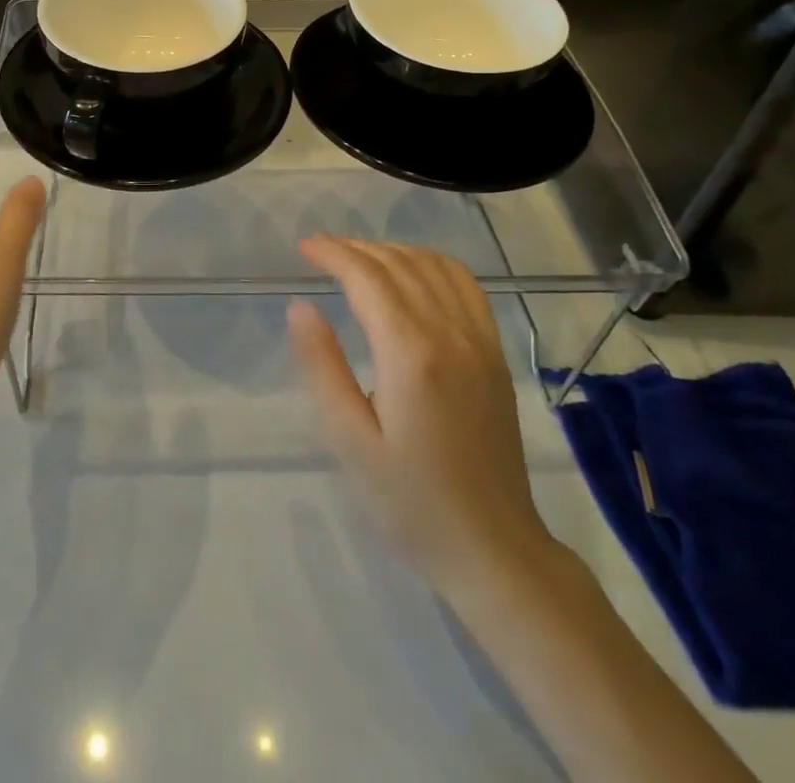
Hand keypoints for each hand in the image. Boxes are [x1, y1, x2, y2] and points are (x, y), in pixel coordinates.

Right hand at [289, 237, 554, 597]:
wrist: (493, 547)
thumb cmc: (410, 501)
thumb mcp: (349, 441)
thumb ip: (322, 367)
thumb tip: (300, 306)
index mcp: (411, 354)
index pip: (368, 277)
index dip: (333, 254)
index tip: (304, 247)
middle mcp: (450, 333)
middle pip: (398, 265)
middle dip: (355, 248)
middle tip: (320, 251)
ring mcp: (479, 341)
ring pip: (433, 266)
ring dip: (392, 250)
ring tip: (357, 258)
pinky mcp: (494, 353)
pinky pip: (465, 285)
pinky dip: (432, 263)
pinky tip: (412, 271)